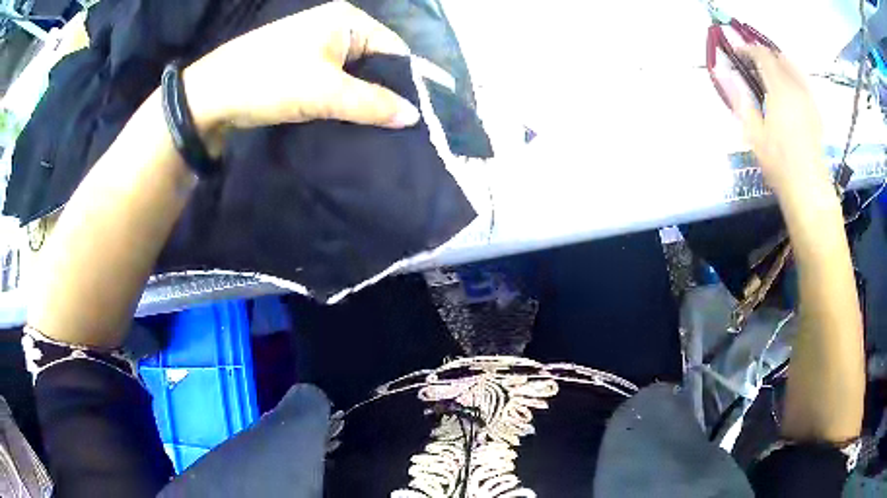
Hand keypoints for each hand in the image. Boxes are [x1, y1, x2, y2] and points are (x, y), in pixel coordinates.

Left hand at [184, 1, 419, 135]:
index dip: (408, 81)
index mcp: (347, 20)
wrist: (210, 97)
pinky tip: (351, 121)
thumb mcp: (325, 92)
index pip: (394, 49)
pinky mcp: (301, 64)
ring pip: (354, 74)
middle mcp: (335, 27)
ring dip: (363, 100)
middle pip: (375, 61)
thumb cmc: (269, 81)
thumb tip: (415, 116)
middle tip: (400, 127)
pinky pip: (334, 81)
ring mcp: (316, 45)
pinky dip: (343, 101)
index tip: (421, 115)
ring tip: (378, 128)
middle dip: (385, 93)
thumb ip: (372, 103)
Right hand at [730, 47, 832, 198]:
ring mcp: (809, 99)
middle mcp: (796, 87)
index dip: (748, 49)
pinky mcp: (816, 111)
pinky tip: (788, 89)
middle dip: (765, 54)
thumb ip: (740, 98)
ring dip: (780, 63)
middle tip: (753, 63)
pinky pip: (804, 82)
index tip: (737, 53)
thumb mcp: (754, 133)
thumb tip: (721, 72)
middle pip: (779, 57)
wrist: (808, 188)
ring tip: (771, 73)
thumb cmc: (779, 163)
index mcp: (780, 89)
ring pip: (794, 67)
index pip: (763, 55)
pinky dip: (793, 76)